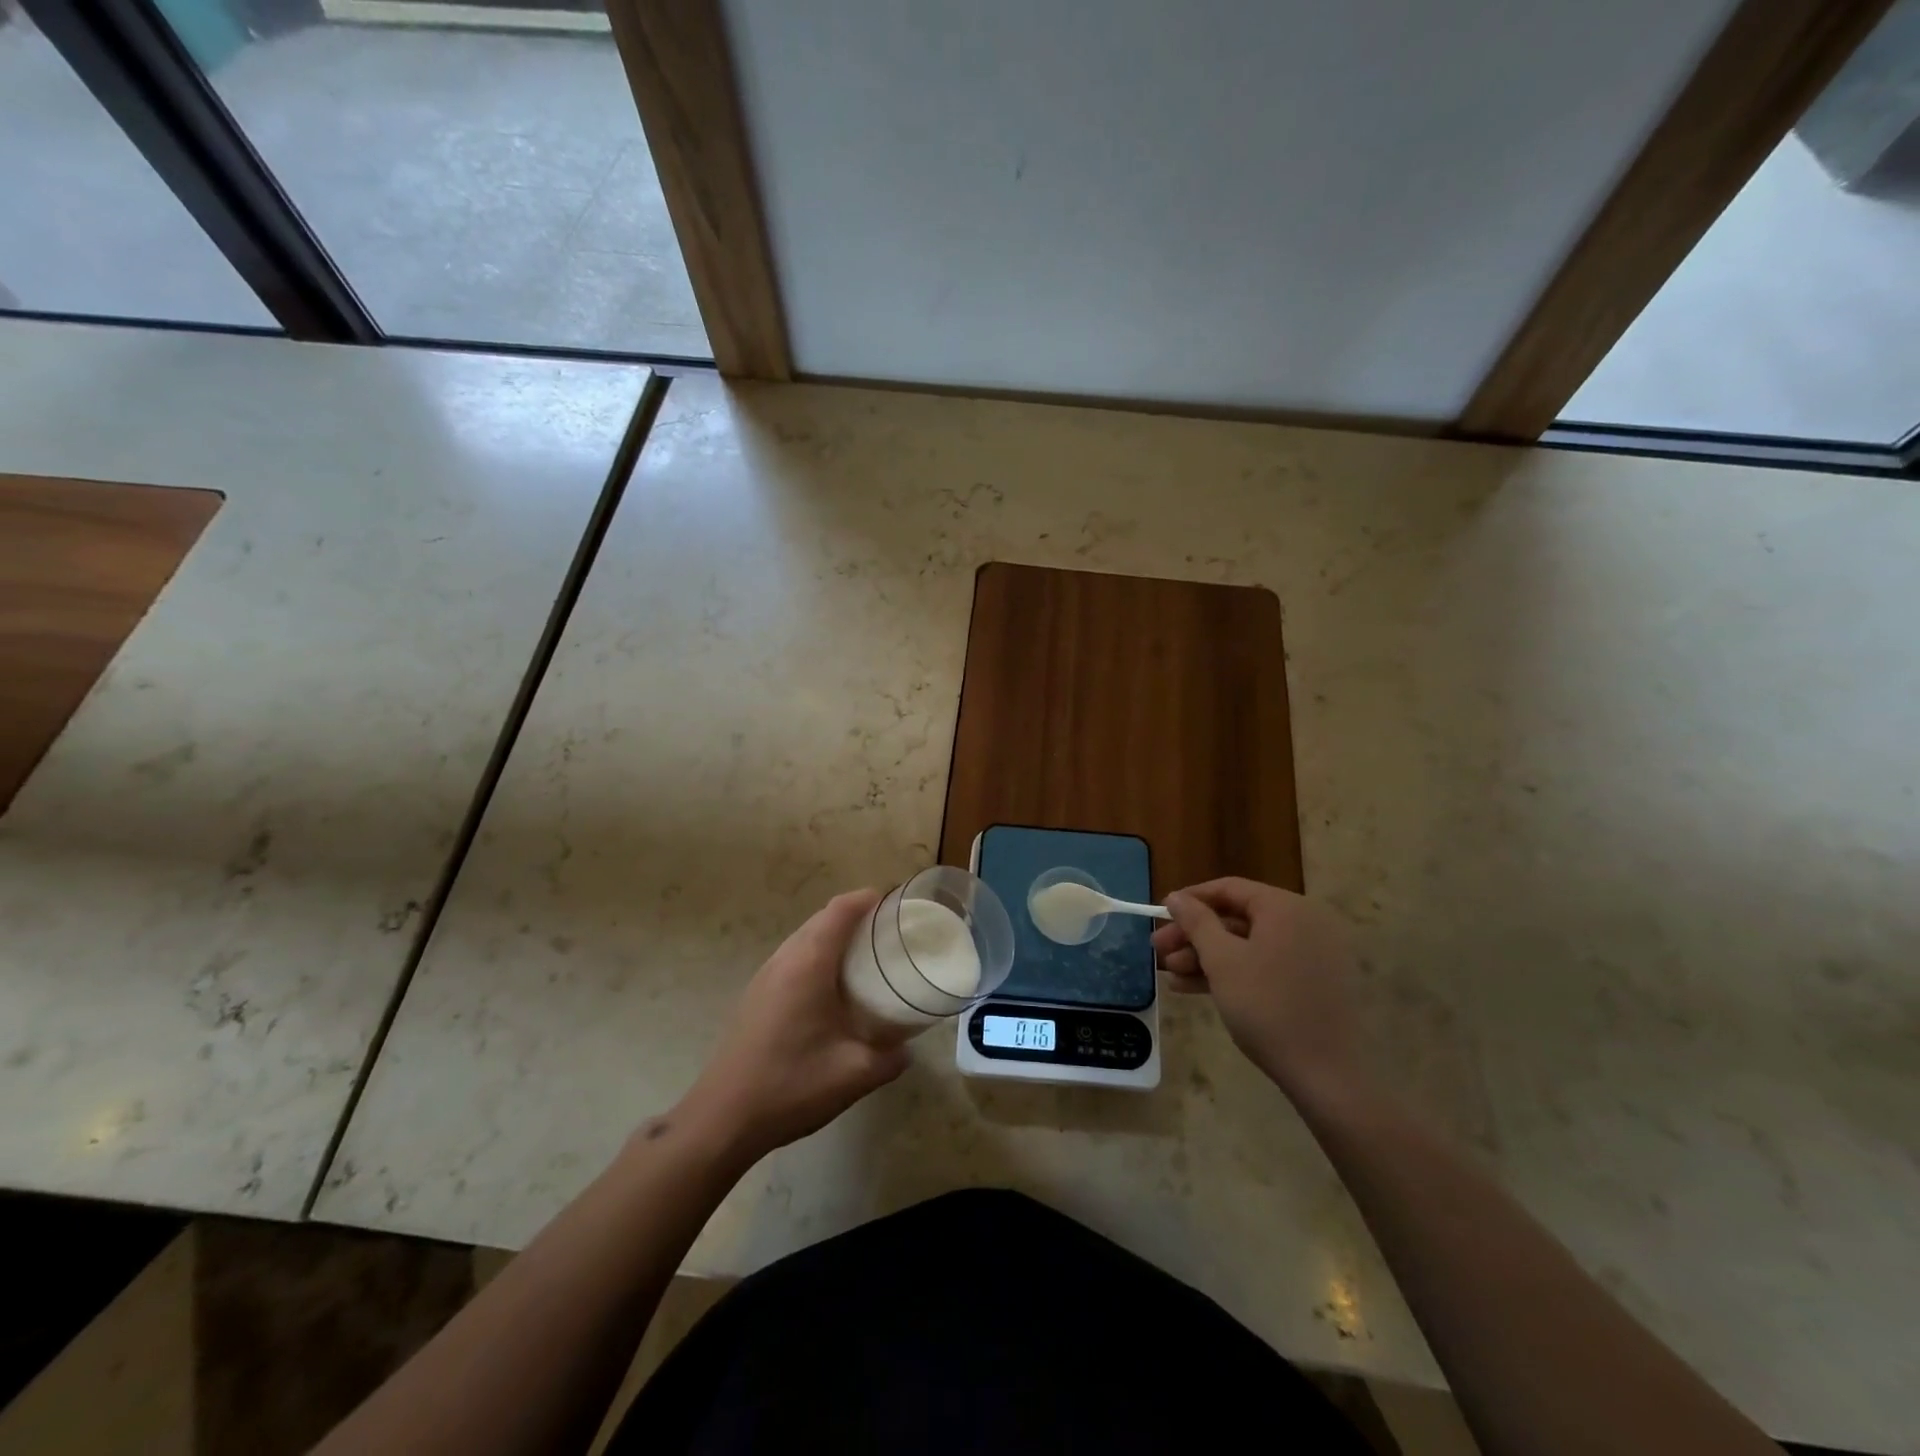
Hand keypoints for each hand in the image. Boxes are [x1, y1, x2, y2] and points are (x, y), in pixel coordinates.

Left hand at [675, 890, 908, 1164]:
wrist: (722, 1119)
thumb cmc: (791, 1086)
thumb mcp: (855, 1074)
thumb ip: (891, 1058)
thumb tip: (907, 1049)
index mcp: (809, 964)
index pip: (840, 910)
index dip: (868, 899)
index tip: (897, 904)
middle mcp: (784, 959)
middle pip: (822, 918)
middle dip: (856, 916)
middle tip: (890, 933)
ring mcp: (765, 976)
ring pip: (804, 938)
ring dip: (835, 936)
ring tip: (867, 957)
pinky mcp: (756, 995)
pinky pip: (793, 958)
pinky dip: (818, 956)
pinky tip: (833, 989)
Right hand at [1152, 878, 1364, 1102]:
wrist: (1327, 1075)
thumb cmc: (1267, 1006)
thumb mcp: (1222, 960)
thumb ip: (1196, 922)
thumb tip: (1175, 897)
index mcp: (1286, 907)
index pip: (1229, 888)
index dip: (1190, 900)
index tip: (1160, 915)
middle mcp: (1304, 922)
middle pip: (1237, 917)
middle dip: (1194, 935)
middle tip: (1159, 951)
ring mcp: (1311, 954)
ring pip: (1248, 944)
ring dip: (1206, 957)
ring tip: (1171, 976)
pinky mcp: (1313, 983)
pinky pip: (1265, 965)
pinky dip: (1232, 973)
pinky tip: (1195, 989)